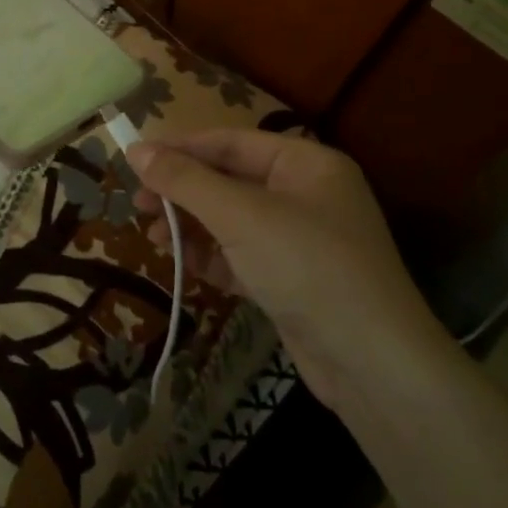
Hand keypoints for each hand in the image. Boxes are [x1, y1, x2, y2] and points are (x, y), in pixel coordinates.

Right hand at [125, 130, 450, 405]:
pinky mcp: (292, 280)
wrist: (373, 365)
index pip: (230, 142)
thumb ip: (185, 181)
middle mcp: (305, 194)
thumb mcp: (240, 216)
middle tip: (137, 204)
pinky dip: (212, 256)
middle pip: (229, 180)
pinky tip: (180, 261)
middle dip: (183, 192)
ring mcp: (300, 240)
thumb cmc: (307, 266)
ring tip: (152, 237)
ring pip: (232, 220)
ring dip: (191, 226)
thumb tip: (136, 150)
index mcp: (305, 163)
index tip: (134, 160)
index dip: (180, 148)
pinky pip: (242, 255)